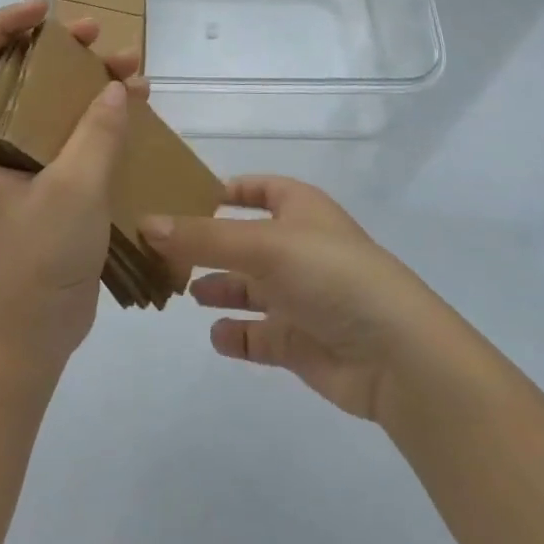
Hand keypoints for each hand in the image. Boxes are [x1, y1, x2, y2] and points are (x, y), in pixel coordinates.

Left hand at [0, 0, 143, 373]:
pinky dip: (98, 116)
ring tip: (130, 65)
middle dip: (56, 48)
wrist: (30, 336)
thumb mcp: (71, 191)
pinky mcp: (46, 184)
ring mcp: (18, 165)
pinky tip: (135, 107)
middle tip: (96, 35)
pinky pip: (69, 134)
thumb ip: (96, 134)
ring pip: (47, 103)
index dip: (2, 24)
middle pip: (16, 74)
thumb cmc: (35, 260)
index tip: (45, 13)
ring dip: (84, 80)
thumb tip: (114, 87)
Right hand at [141, 177, 441, 422]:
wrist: (396, 354)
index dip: (227, 190)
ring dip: (219, 289)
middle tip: (162, 252)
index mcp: (301, 210)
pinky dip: (237, 335)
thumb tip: (146, 224)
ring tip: (181, 291)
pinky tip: (217, 335)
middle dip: (208, 245)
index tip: (183, 197)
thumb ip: (202, 238)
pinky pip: (260, 335)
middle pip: (245, 241)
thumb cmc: (331, 275)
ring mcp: (302, 297)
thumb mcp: (263, 244)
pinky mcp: (302, 341)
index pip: (261, 189)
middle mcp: (300, 249)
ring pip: (249, 288)